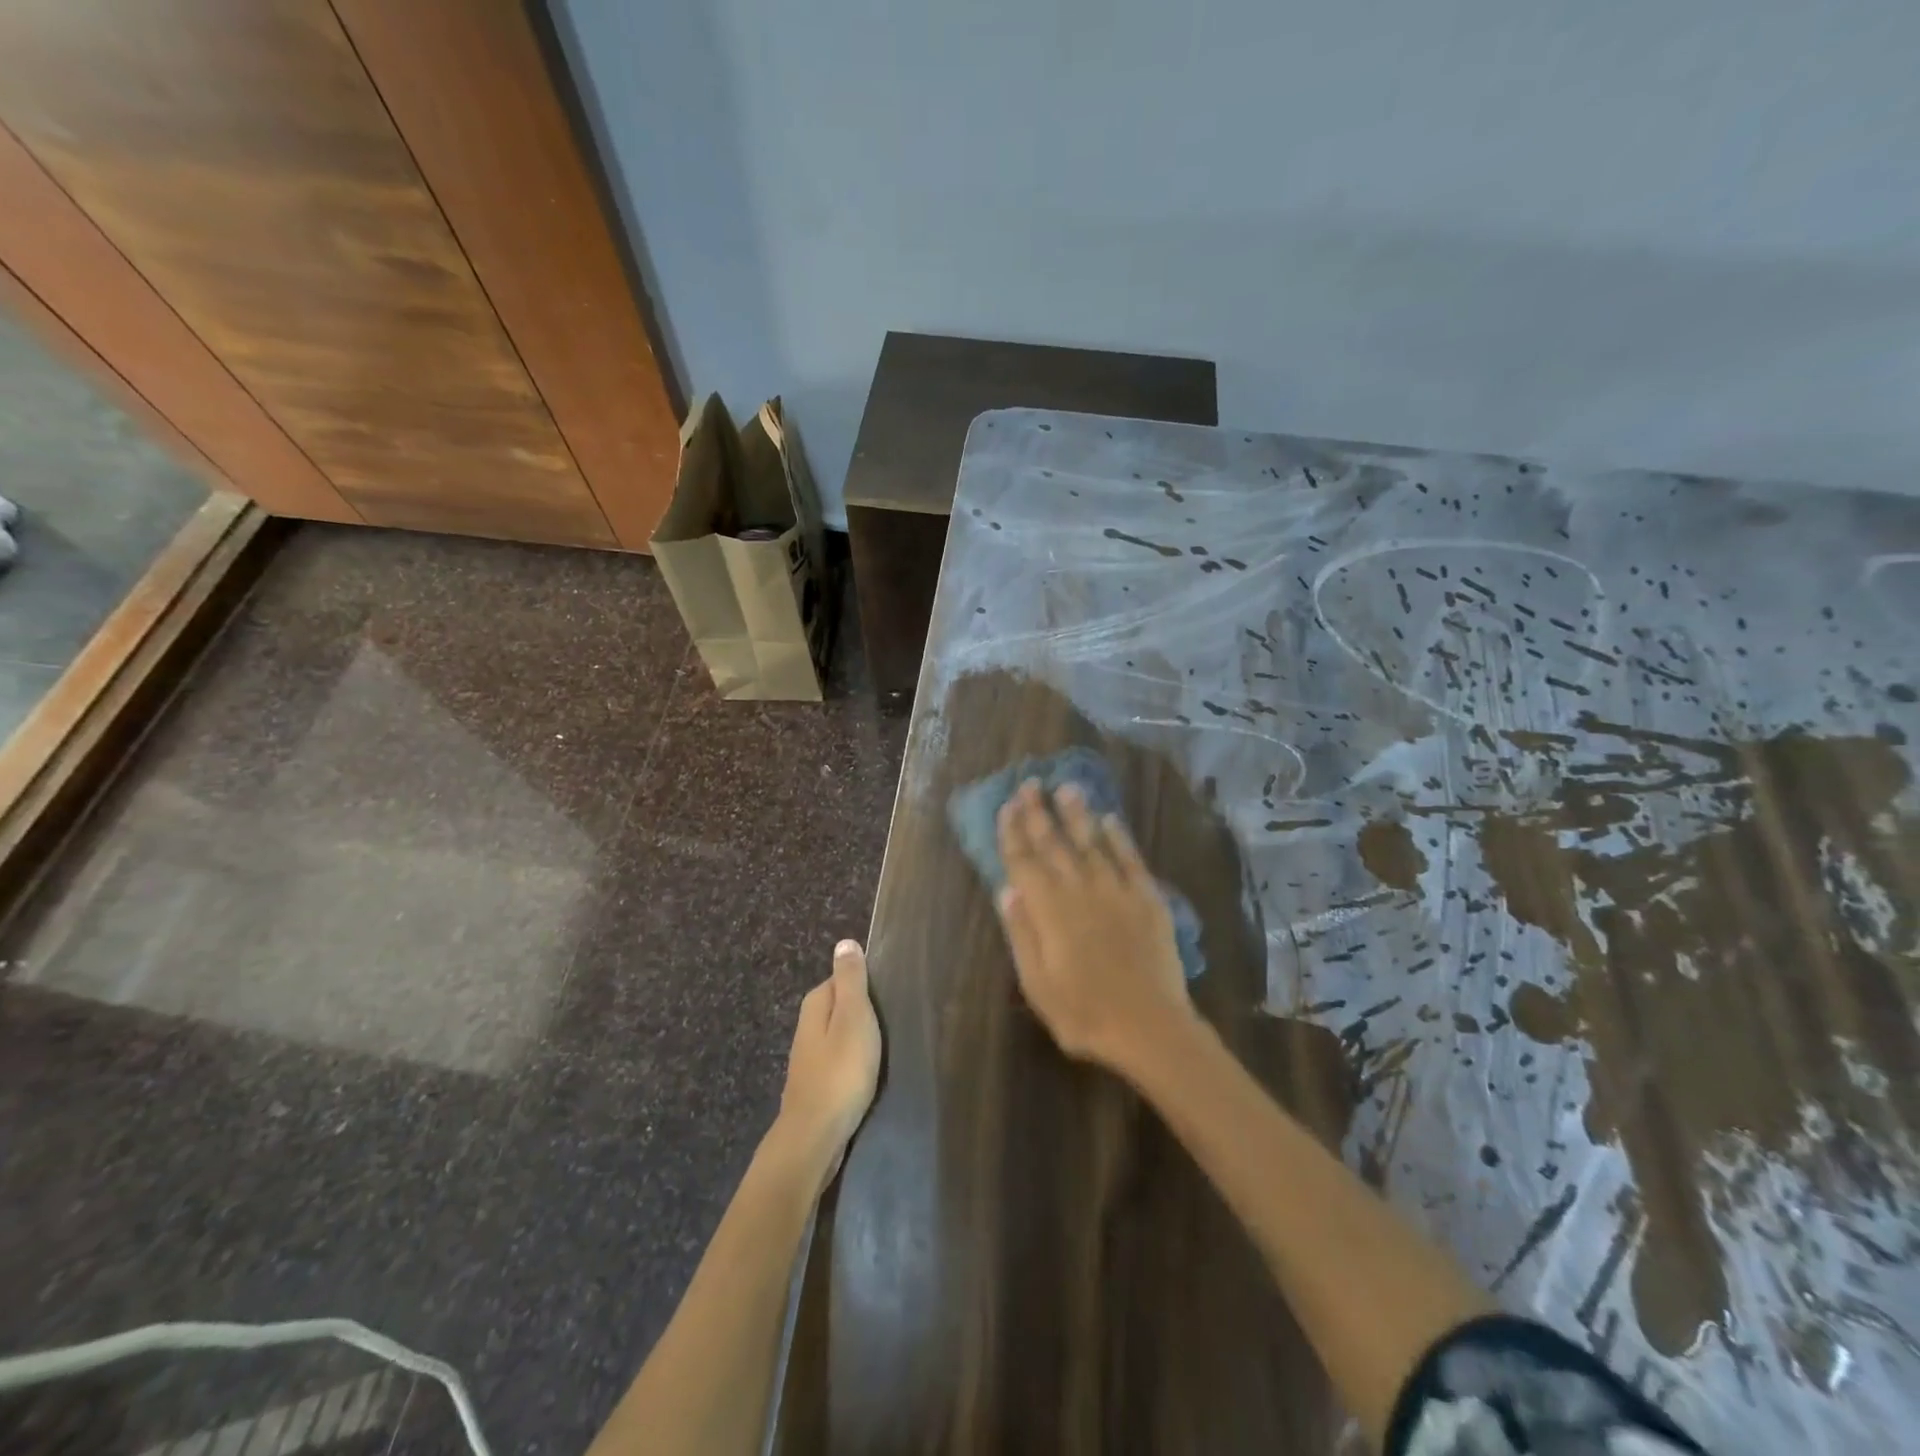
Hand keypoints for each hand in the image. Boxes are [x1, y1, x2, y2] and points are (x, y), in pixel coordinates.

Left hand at [775, 940, 882, 1180]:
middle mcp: (807, 1026)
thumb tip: (844, 942)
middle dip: (864, 1010)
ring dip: (859, 1038)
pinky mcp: (816, 1084)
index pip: (843, 978)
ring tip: (886, 1046)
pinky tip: (868, 1073)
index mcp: (816, 1004)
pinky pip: (839, 1060)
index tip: (891, 994)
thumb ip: (851, 981)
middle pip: (841, 1005)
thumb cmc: (841, 1071)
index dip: (866, 984)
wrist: (815, 1137)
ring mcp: (809, 1057)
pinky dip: (854, 1061)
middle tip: (893, 1019)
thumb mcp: (853, 1018)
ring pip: (840, 1034)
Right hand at [994, 780, 1194, 1074]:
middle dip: (1038, 812)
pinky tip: (1110, 819)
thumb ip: (1022, 932)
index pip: (1024, 862)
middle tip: (1029, 783)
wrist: (1149, 1027)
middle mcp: (1080, 890)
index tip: (1006, 806)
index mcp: (1049, 910)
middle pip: (1054, 844)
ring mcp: (1116, 891)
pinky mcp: (1147, 899)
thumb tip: (1007, 889)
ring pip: (1091, 842)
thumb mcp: (1037, 983)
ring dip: (1077, 814)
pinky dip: (1119, 837)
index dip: (1013, 833)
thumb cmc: (1083, 1013)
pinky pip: (1130, 859)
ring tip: (1066, 787)